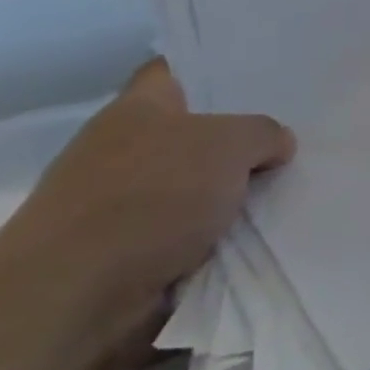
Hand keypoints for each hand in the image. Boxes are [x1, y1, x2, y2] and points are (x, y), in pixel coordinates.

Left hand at [0, 59, 294, 358]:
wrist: (72, 301)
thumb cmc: (149, 199)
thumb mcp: (230, 144)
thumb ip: (263, 133)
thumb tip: (275, 146)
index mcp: (137, 109)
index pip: (176, 70)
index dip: (216, 69)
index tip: (262, 73)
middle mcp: (124, 150)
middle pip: (195, 131)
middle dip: (241, 136)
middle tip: (297, 132)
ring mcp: (122, 205)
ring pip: (198, 185)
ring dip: (235, 193)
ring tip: (295, 186)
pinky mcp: (129, 254)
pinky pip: (192, 233)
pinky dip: (222, 236)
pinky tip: (264, 232)